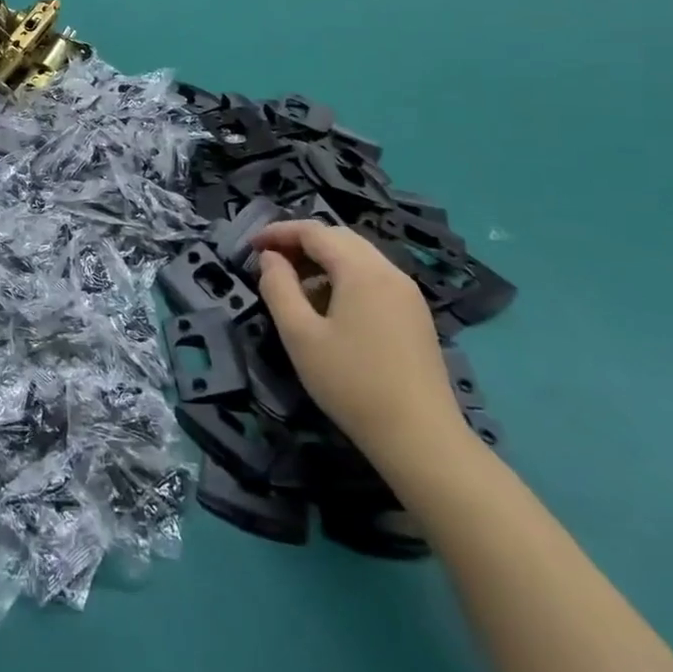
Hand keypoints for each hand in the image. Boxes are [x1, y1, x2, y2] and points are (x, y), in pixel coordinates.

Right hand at [252, 221, 465, 465]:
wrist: (421, 439)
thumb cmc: (352, 383)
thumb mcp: (299, 334)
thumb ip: (278, 287)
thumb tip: (270, 258)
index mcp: (361, 270)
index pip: (314, 231)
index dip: (278, 232)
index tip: (251, 246)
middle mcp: (389, 271)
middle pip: (339, 237)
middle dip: (301, 241)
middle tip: (271, 260)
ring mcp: (407, 293)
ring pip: (358, 256)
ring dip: (323, 259)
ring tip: (295, 283)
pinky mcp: (415, 315)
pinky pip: (373, 277)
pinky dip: (344, 276)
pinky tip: (329, 305)